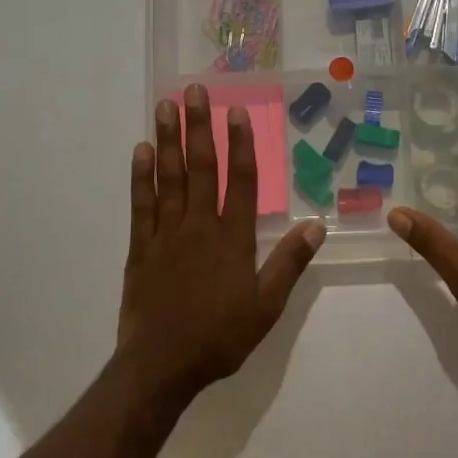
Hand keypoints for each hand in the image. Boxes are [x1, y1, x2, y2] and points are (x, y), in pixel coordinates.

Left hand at [119, 84, 324, 403]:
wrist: (161, 366)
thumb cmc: (219, 336)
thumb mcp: (266, 307)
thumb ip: (290, 263)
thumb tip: (316, 225)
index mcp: (232, 238)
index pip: (239, 180)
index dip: (240, 143)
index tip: (236, 111)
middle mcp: (199, 225)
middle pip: (201, 167)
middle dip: (199, 127)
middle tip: (194, 91)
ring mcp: (167, 233)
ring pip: (169, 177)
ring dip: (168, 139)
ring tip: (165, 106)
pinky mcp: (141, 246)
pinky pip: (142, 204)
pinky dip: (141, 176)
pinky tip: (140, 151)